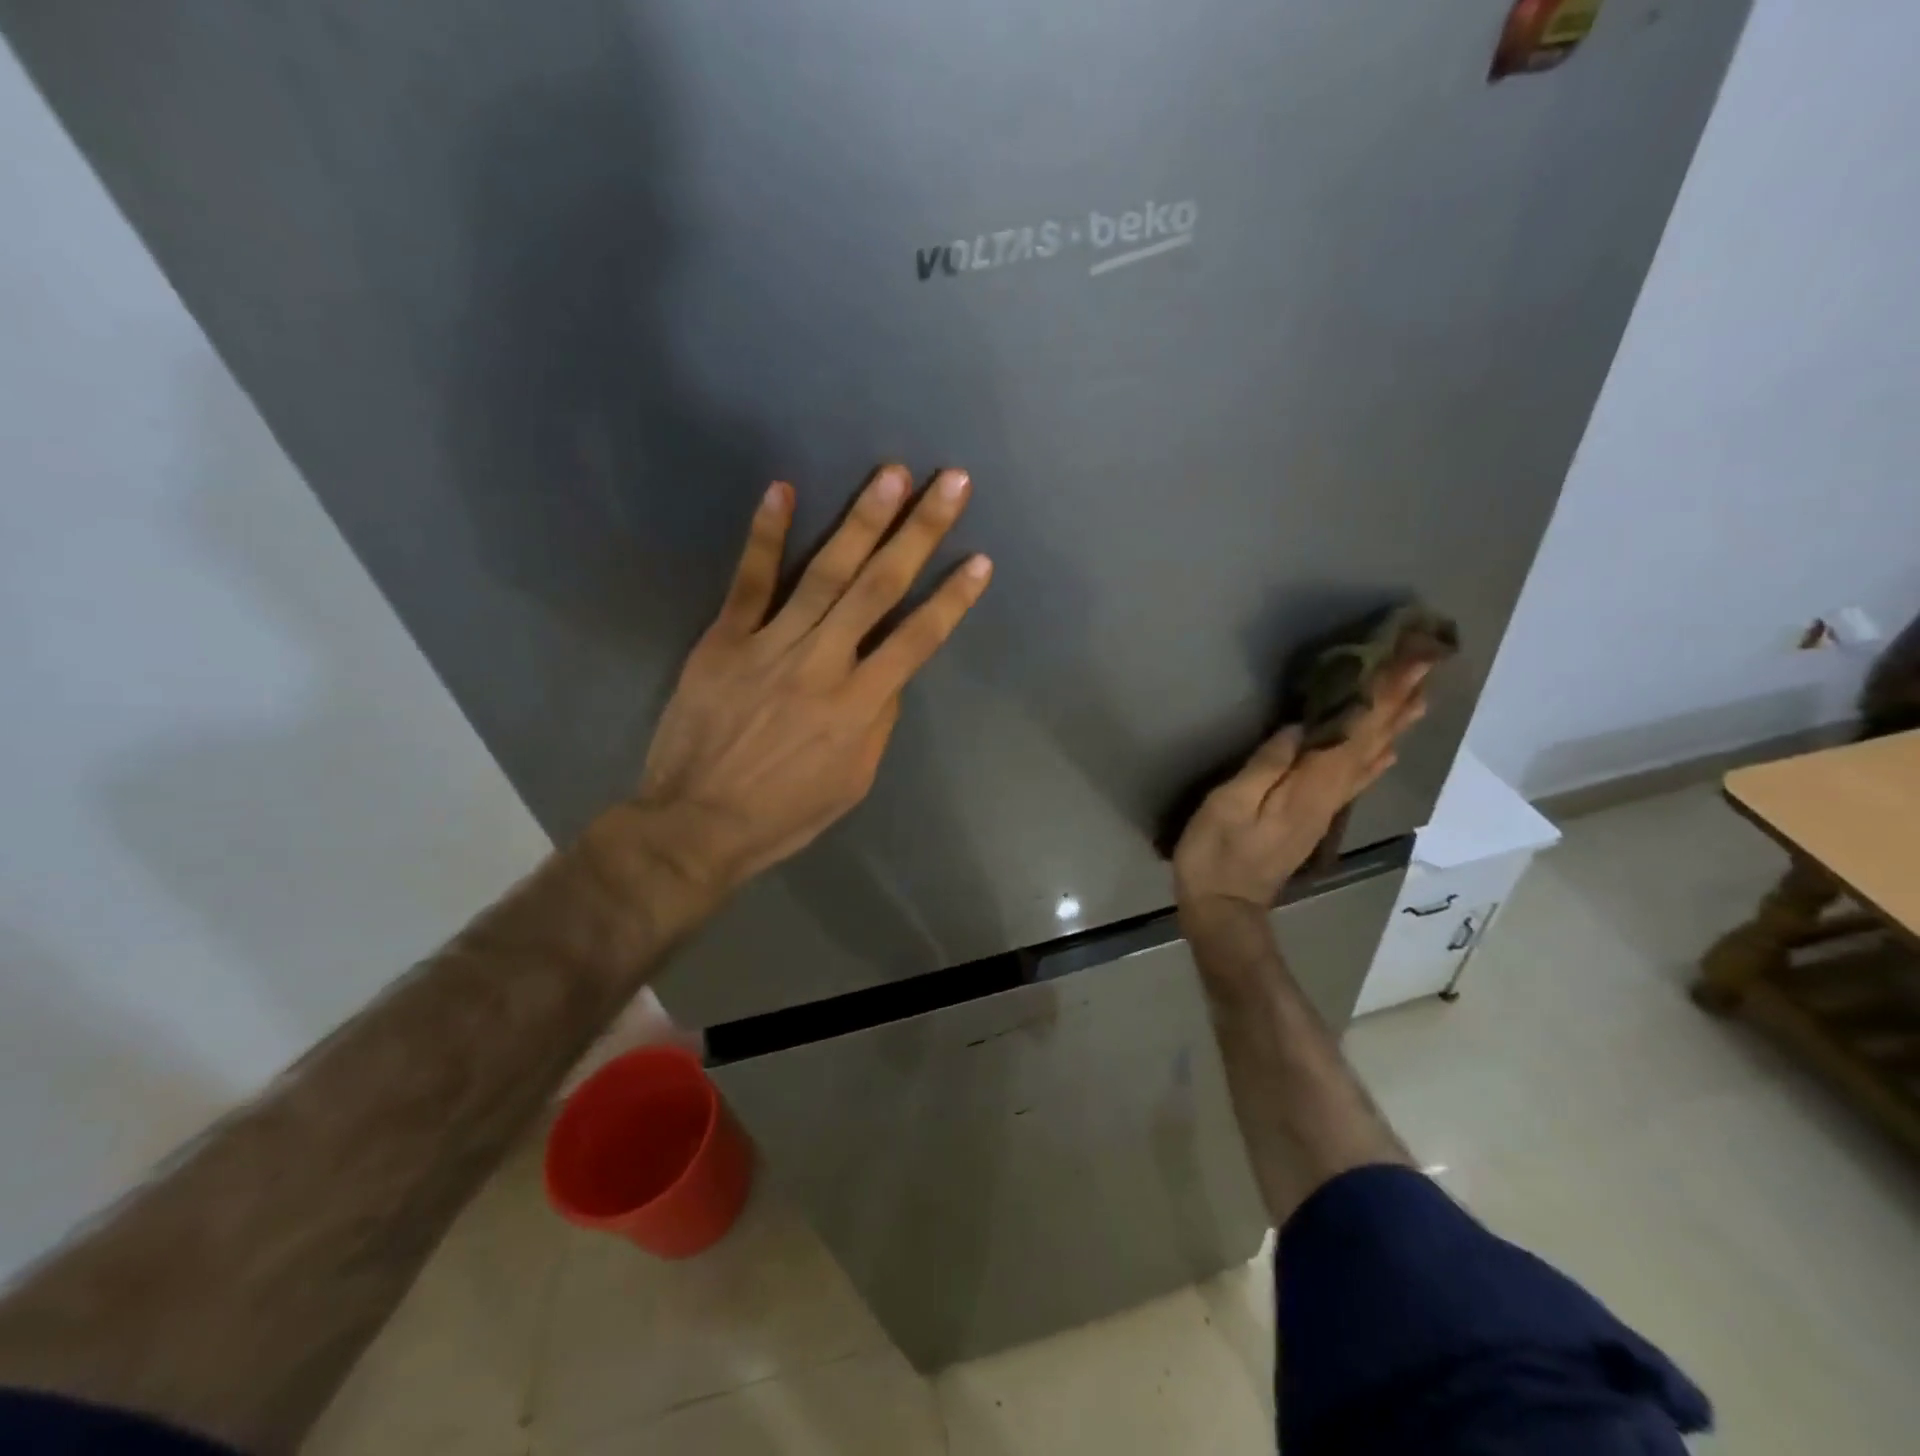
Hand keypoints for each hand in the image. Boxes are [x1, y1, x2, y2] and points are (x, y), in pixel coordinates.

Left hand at [630, 464, 990, 897]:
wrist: (696, 825)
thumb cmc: (784, 814)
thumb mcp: (853, 782)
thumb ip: (878, 721)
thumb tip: (889, 673)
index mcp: (859, 707)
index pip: (918, 639)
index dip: (952, 598)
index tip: (980, 559)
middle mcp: (823, 664)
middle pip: (879, 588)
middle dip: (920, 532)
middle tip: (950, 482)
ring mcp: (770, 646)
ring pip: (824, 573)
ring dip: (861, 521)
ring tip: (891, 474)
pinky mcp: (724, 640)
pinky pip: (748, 581)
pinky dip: (765, 535)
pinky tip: (783, 489)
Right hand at [1173, 662, 1429, 915]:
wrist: (1224, 908)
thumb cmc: (1217, 854)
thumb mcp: (1229, 805)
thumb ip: (1266, 766)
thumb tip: (1299, 728)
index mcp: (1309, 787)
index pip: (1355, 732)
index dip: (1382, 695)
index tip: (1411, 662)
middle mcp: (1329, 795)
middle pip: (1371, 743)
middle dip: (1396, 702)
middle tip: (1425, 665)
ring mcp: (1325, 809)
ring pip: (1369, 759)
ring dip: (1394, 726)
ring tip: (1419, 696)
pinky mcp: (1315, 818)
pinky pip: (1357, 778)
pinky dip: (1377, 757)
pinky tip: (1388, 749)